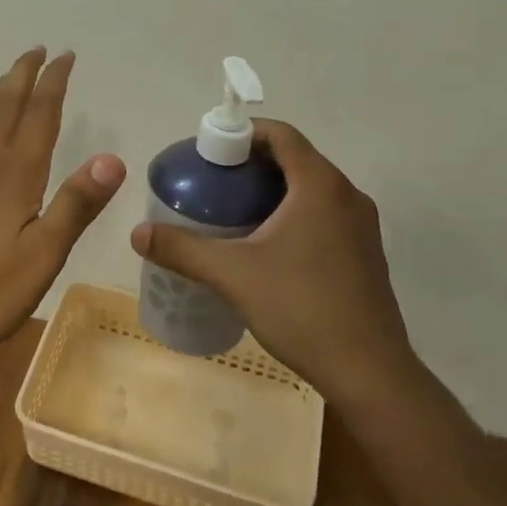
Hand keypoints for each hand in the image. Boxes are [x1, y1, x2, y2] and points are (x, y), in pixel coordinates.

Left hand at [0, 48, 125, 356]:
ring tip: (6, 76)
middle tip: (37, 51)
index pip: (39, 118)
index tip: (65, 56)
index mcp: (16, 178)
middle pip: (5, 111)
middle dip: (22, 78)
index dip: (53, 85)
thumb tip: (113, 158)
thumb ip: (77, 204)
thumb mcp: (45, 253)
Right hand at [131, 119, 416, 404]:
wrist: (369, 372)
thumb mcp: (233, 275)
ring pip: (310, 189)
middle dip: (251, 164)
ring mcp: (361, 226)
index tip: (210, 152)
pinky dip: (292, 214)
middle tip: (212, 184)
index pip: (281, 134)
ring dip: (272, 191)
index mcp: (320, 185)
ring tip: (232, 212)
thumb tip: (138, 233)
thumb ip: (183, 249)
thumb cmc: (301, 308)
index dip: (243, 133)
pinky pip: (323, 214)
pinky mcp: (364, 253)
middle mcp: (347, 195)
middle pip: (295, 159)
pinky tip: (265, 247)